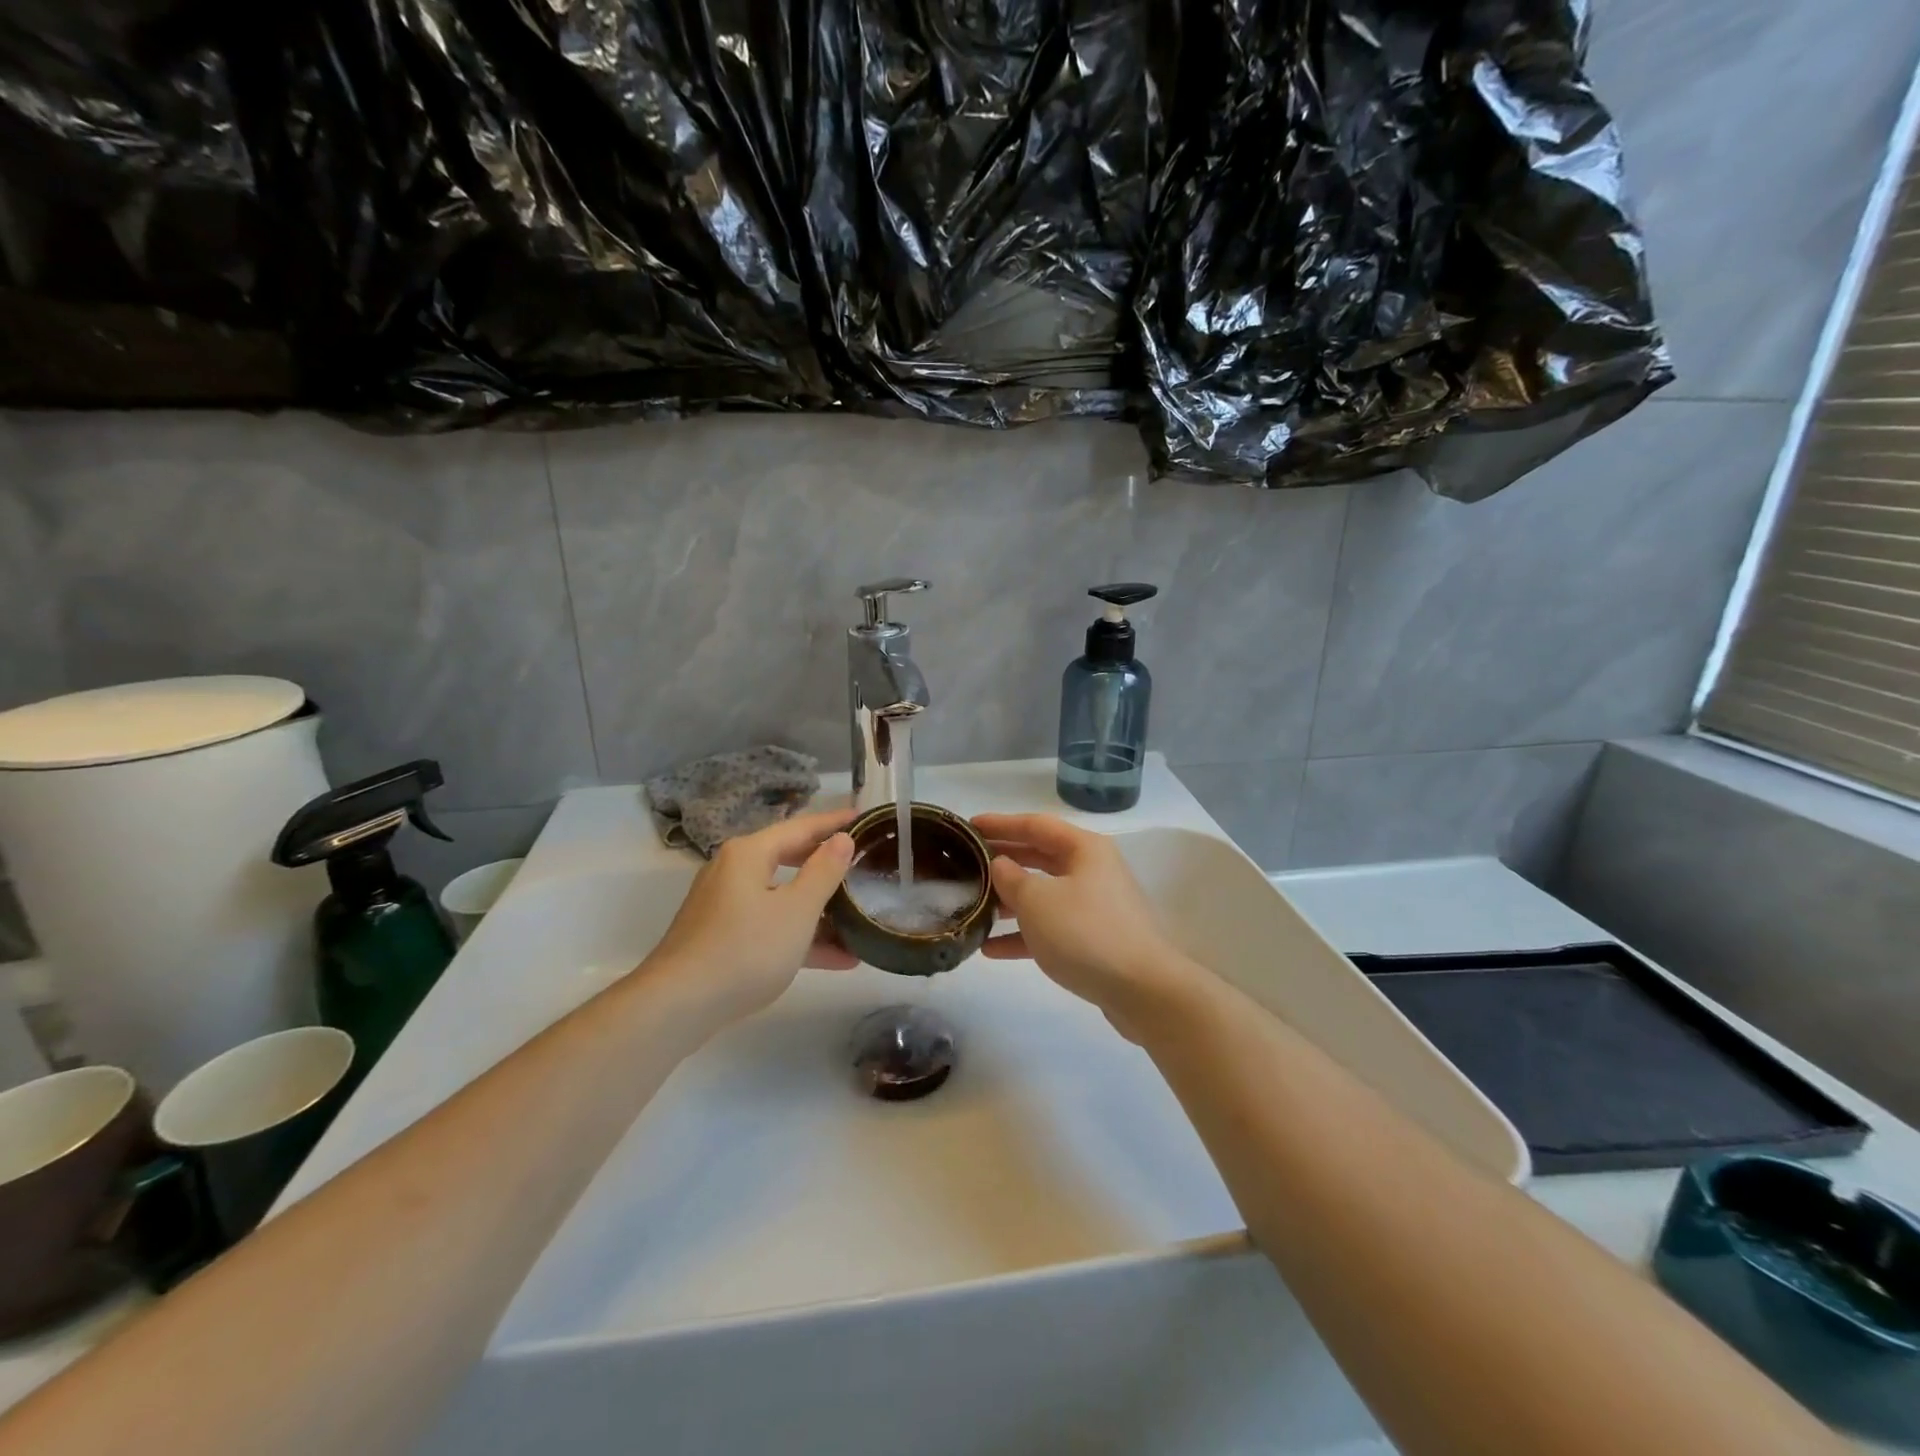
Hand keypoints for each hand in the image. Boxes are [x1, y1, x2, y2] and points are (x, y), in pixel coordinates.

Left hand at [642, 808, 858, 1027]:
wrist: (678, 1006)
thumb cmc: (745, 950)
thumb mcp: (797, 911)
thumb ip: (824, 872)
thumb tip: (842, 839)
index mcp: (749, 854)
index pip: (801, 827)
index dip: (834, 823)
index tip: (864, 817)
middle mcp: (733, 871)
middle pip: (789, 858)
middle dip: (827, 864)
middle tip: (862, 861)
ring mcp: (724, 906)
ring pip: (781, 897)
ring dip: (819, 909)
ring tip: (859, 916)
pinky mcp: (721, 937)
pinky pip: (769, 925)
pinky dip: (799, 935)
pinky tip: (837, 958)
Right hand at [974, 813, 1195, 1036]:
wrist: (1142, 991)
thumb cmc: (1085, 933)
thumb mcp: (1037, 900)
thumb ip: (1012, 878)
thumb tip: (1001, 865)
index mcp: (1084, 849)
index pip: (1035, 825)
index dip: (1000, 824)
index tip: (969, 826)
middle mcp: (1092, 871)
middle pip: (1040, 857)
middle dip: (1003, 861)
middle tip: (966, 863)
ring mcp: (1095, 907)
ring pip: (1044, 894)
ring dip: (1009, 901)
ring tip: (973, 907)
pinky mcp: (1094, 940)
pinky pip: (1052, 928)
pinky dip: (1024, 935)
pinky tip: (991, 949)